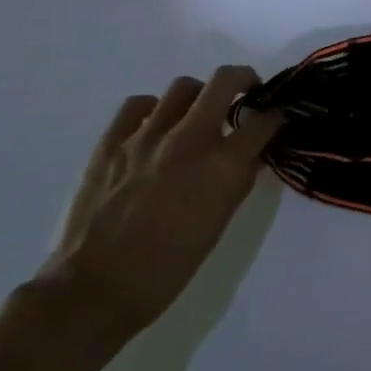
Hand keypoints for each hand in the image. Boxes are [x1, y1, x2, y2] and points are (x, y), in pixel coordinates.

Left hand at [41, 66, 282, 345]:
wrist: (94, 291)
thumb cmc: (168, 267)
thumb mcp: (220, 222)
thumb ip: (238, 179)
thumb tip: (250, 153)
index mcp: (222, 166)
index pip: (264, 121)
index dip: (276, 116)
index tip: (277, 118)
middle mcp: (188, 140)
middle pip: (225, 80)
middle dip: (244, 80)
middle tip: (246, 94)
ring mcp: (146, 136)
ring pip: (183, 87)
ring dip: (199, 97)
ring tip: (197, 115)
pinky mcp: (111, 142)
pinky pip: (138, 105)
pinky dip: (154, 110)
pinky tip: (155, 127)